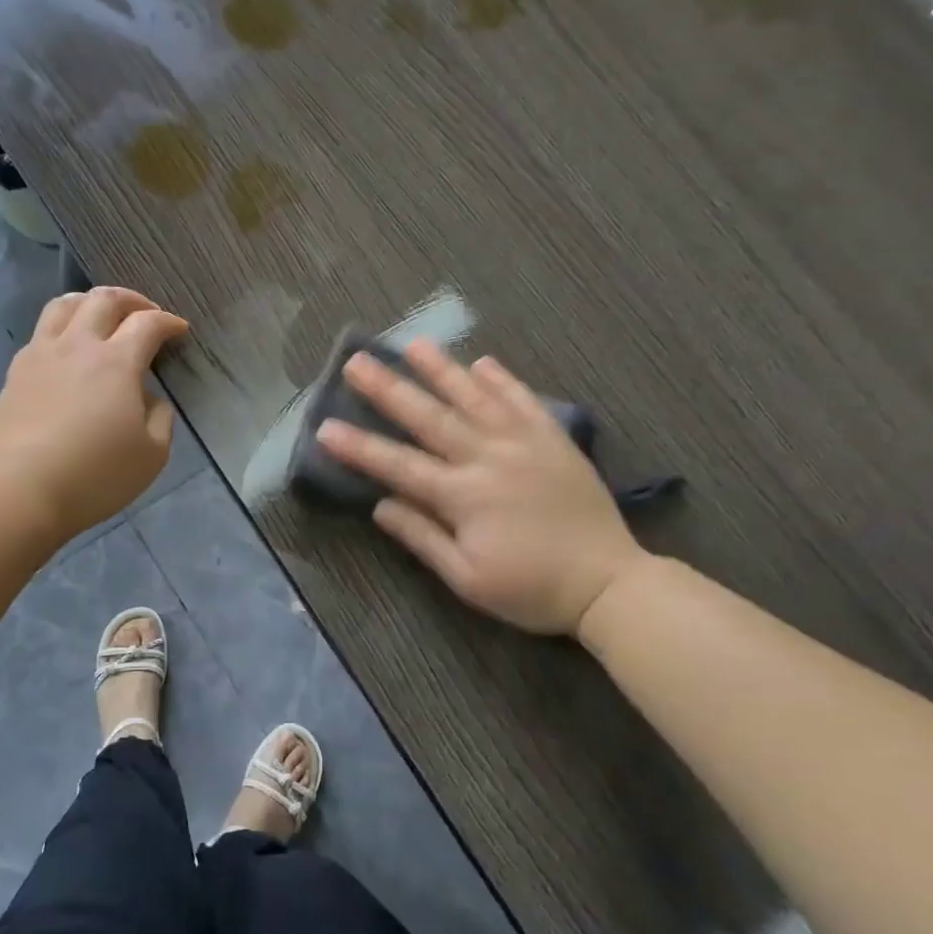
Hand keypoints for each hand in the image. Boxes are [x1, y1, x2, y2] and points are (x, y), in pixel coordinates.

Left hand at [0, 287, 188, 543]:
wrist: (22, 490)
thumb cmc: (96, 475)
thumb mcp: (153, 454)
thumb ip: (160, 417)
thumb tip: (149, 396)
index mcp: (116, 362)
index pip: (148, 323)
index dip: (168, 321)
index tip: (180, 330)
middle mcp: (78, 345)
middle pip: (104, 299)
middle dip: (132, 300)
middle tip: (146, 314)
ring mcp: (41, 355)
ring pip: (64, 304)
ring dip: (91, 302)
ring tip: (102, 316)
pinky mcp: (16, 372)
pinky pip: (41, 331)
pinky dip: (63, 327)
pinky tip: (68, 349)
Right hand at [314, 339, 649, 635]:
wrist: (607, 583)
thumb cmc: (530, 589)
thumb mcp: (467, 579)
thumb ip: (422, 538)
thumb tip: (380, 505)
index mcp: (463, 496)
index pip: (398, 465)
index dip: (359, 447)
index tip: (325, 427)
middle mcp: (488, 458)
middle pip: (430, 418)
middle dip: (389, 389)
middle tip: (357, 362)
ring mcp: (523, 443)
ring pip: (475, 398)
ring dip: (441, 370)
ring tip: (414, 344)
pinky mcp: (553, 440)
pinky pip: (524, 401)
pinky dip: (503, 380)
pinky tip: (482, 362)